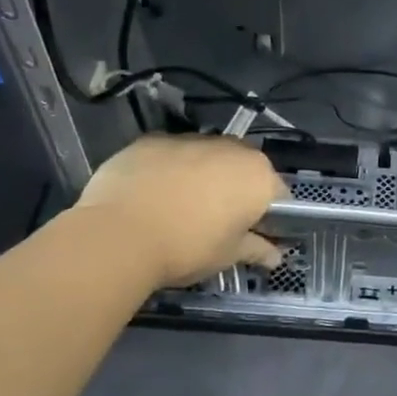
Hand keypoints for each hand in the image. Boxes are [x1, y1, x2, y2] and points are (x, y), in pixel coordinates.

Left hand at [76, 136, 285, 287]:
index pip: (277, 194)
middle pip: (242, 168)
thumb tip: (275, 256)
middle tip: (217, 221)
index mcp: (257, 176)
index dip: (268, 215)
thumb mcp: (227, 255)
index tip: (254, 233)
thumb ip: (256, 249)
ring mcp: (189, 139)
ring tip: (179, 207)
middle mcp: (230, 148)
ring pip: (206, 157)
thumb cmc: (187, 247)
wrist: (119, 234)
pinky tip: (151, 195)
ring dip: (202, 175)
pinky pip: (170, 154)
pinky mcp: (152, 140)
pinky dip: (167, 170)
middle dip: (235, 188)